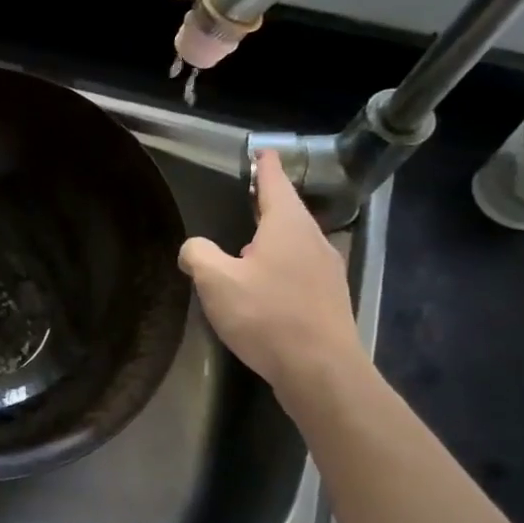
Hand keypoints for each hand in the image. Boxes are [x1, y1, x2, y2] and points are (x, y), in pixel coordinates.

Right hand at [179, 150, 364, 394]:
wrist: (320, 370)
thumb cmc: (266, 315)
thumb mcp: (216, 281)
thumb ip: (198, 255)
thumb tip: (194, 248)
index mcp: (288, 226)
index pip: (275, 183)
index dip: (265, 167)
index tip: (261, 152)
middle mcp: (313, 240)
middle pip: (288, 212)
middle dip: (267, 204)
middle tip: (246, 199)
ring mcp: (327, 271)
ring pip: (295, 243)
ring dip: (273, 239)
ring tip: (247, 246)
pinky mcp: (329, 299)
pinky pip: (300, 269)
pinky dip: (281, 266)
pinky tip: (264, 286)